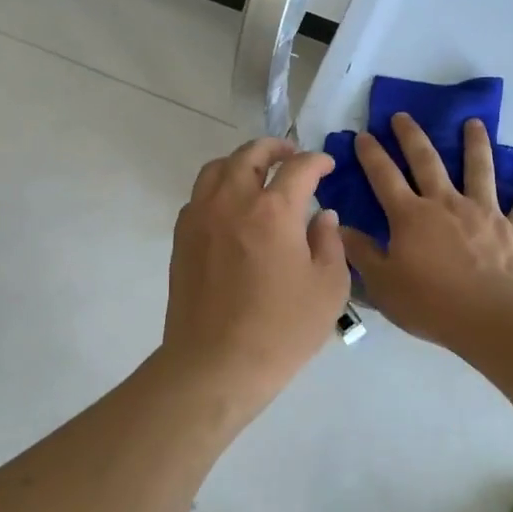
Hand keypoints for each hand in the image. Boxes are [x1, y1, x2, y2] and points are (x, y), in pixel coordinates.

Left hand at [160, 138, 349, 406]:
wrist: (216, 364)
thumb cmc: (281, 330)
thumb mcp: (328, 288)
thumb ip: (330, 243)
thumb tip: (322, 216)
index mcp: (274, 210)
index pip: (299, 167)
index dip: (317, 160)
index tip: (328, 166)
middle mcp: (233, 201)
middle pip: (251, 154)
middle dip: (275, 147)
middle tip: (291, 154)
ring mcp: (202, 217)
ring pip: (217, 168)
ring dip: (241, 162)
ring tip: (258, 173)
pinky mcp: (182, 237)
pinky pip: (199, 195)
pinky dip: (218, 188)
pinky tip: (232, 208)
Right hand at [341, 113, 512, 344]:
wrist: (489, 317)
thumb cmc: (429, 303)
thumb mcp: (382, 283)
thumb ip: (361, 253)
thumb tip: (339, 227)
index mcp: (411, 216)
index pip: (384, 176)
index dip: (372, 154)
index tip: (364, 134)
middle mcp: (446, 204)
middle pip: (427, 161)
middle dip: (412, 136)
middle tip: (403, 115)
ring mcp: (484, 213)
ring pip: (479, 170)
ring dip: (476, 144)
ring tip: (474, 123)